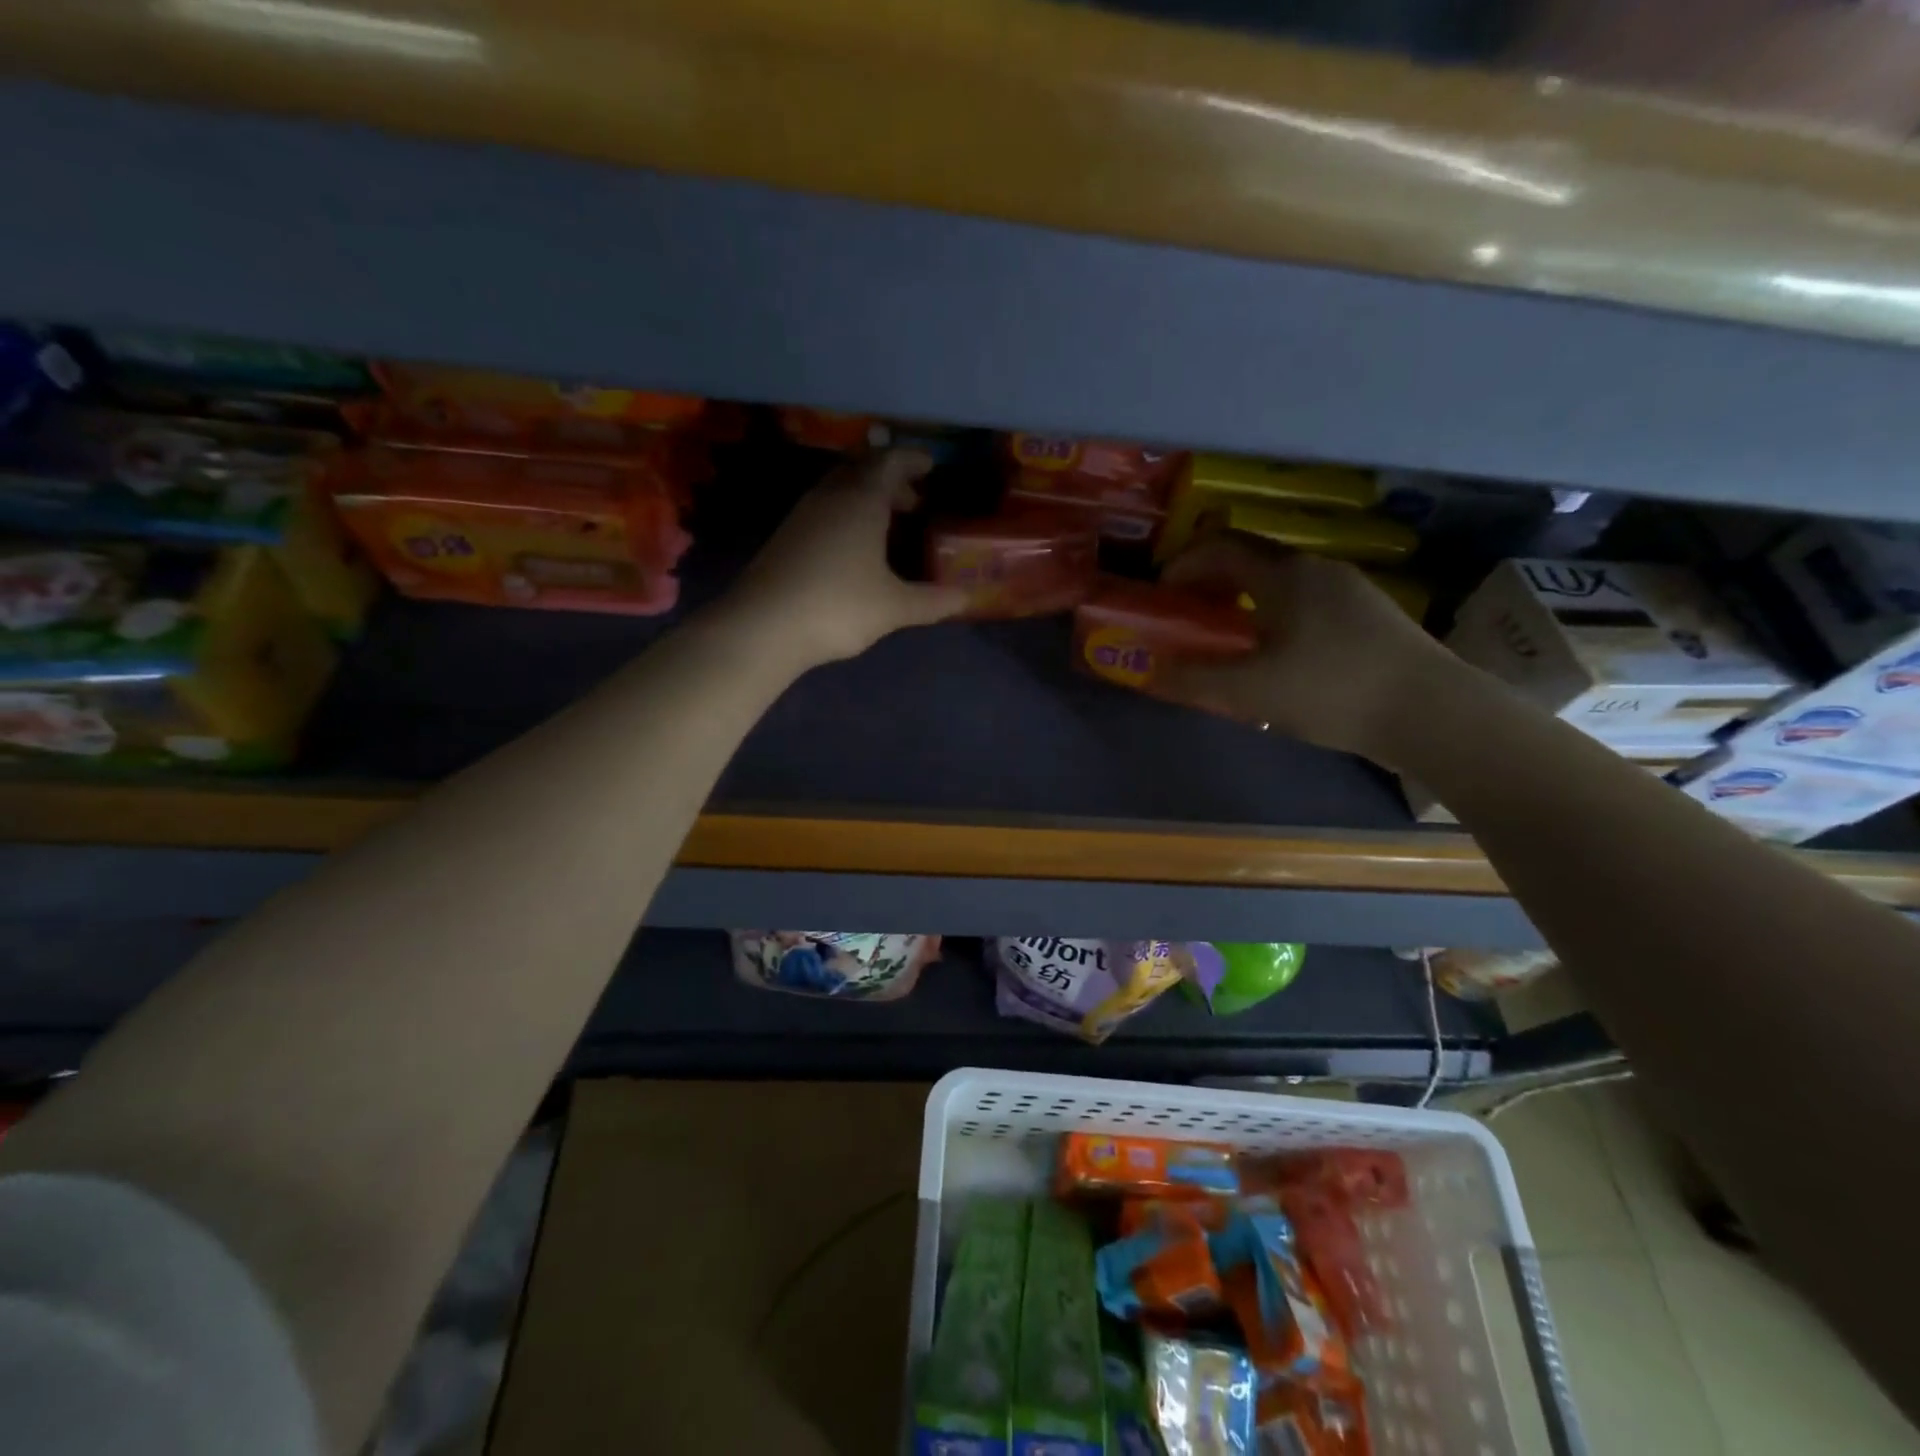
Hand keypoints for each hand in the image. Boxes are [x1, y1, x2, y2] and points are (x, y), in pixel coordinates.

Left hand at [726, 449, 966, 665]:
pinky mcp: (786, 537)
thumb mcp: (894, 607)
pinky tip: (854, 548)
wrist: (763, 627)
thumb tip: (965, 598)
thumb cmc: (838, 606)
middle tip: (914, 500)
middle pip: (862, 469)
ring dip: (866, 497)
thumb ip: (931, 601)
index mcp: (861, 500)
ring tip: (888, 524)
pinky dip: (846, 515)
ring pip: (839, 489)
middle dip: (890, 479)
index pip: (890, 461)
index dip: (912, 460)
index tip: (931, 466)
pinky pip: (824, 510)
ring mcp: (803, 515)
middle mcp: (830, 497)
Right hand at [1154, 534, 1455, 761]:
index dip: (1183, 565)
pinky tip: (1275, 655)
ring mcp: (1349, 591)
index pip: (1220, 547)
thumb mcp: (1250, 691)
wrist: (1432, 712)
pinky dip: (1273, 614)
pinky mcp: (1369, 617)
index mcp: (1285, 574)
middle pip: (1250, 559)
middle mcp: (1317, 569)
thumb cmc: (1333, 690)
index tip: (1161, 594)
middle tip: (1187, 616)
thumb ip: (1194, 678)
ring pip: (1280, 582)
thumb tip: (1150, 669)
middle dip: (1210, 582)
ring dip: (1243, 600)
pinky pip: (1305, 602)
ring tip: (1226, 638)